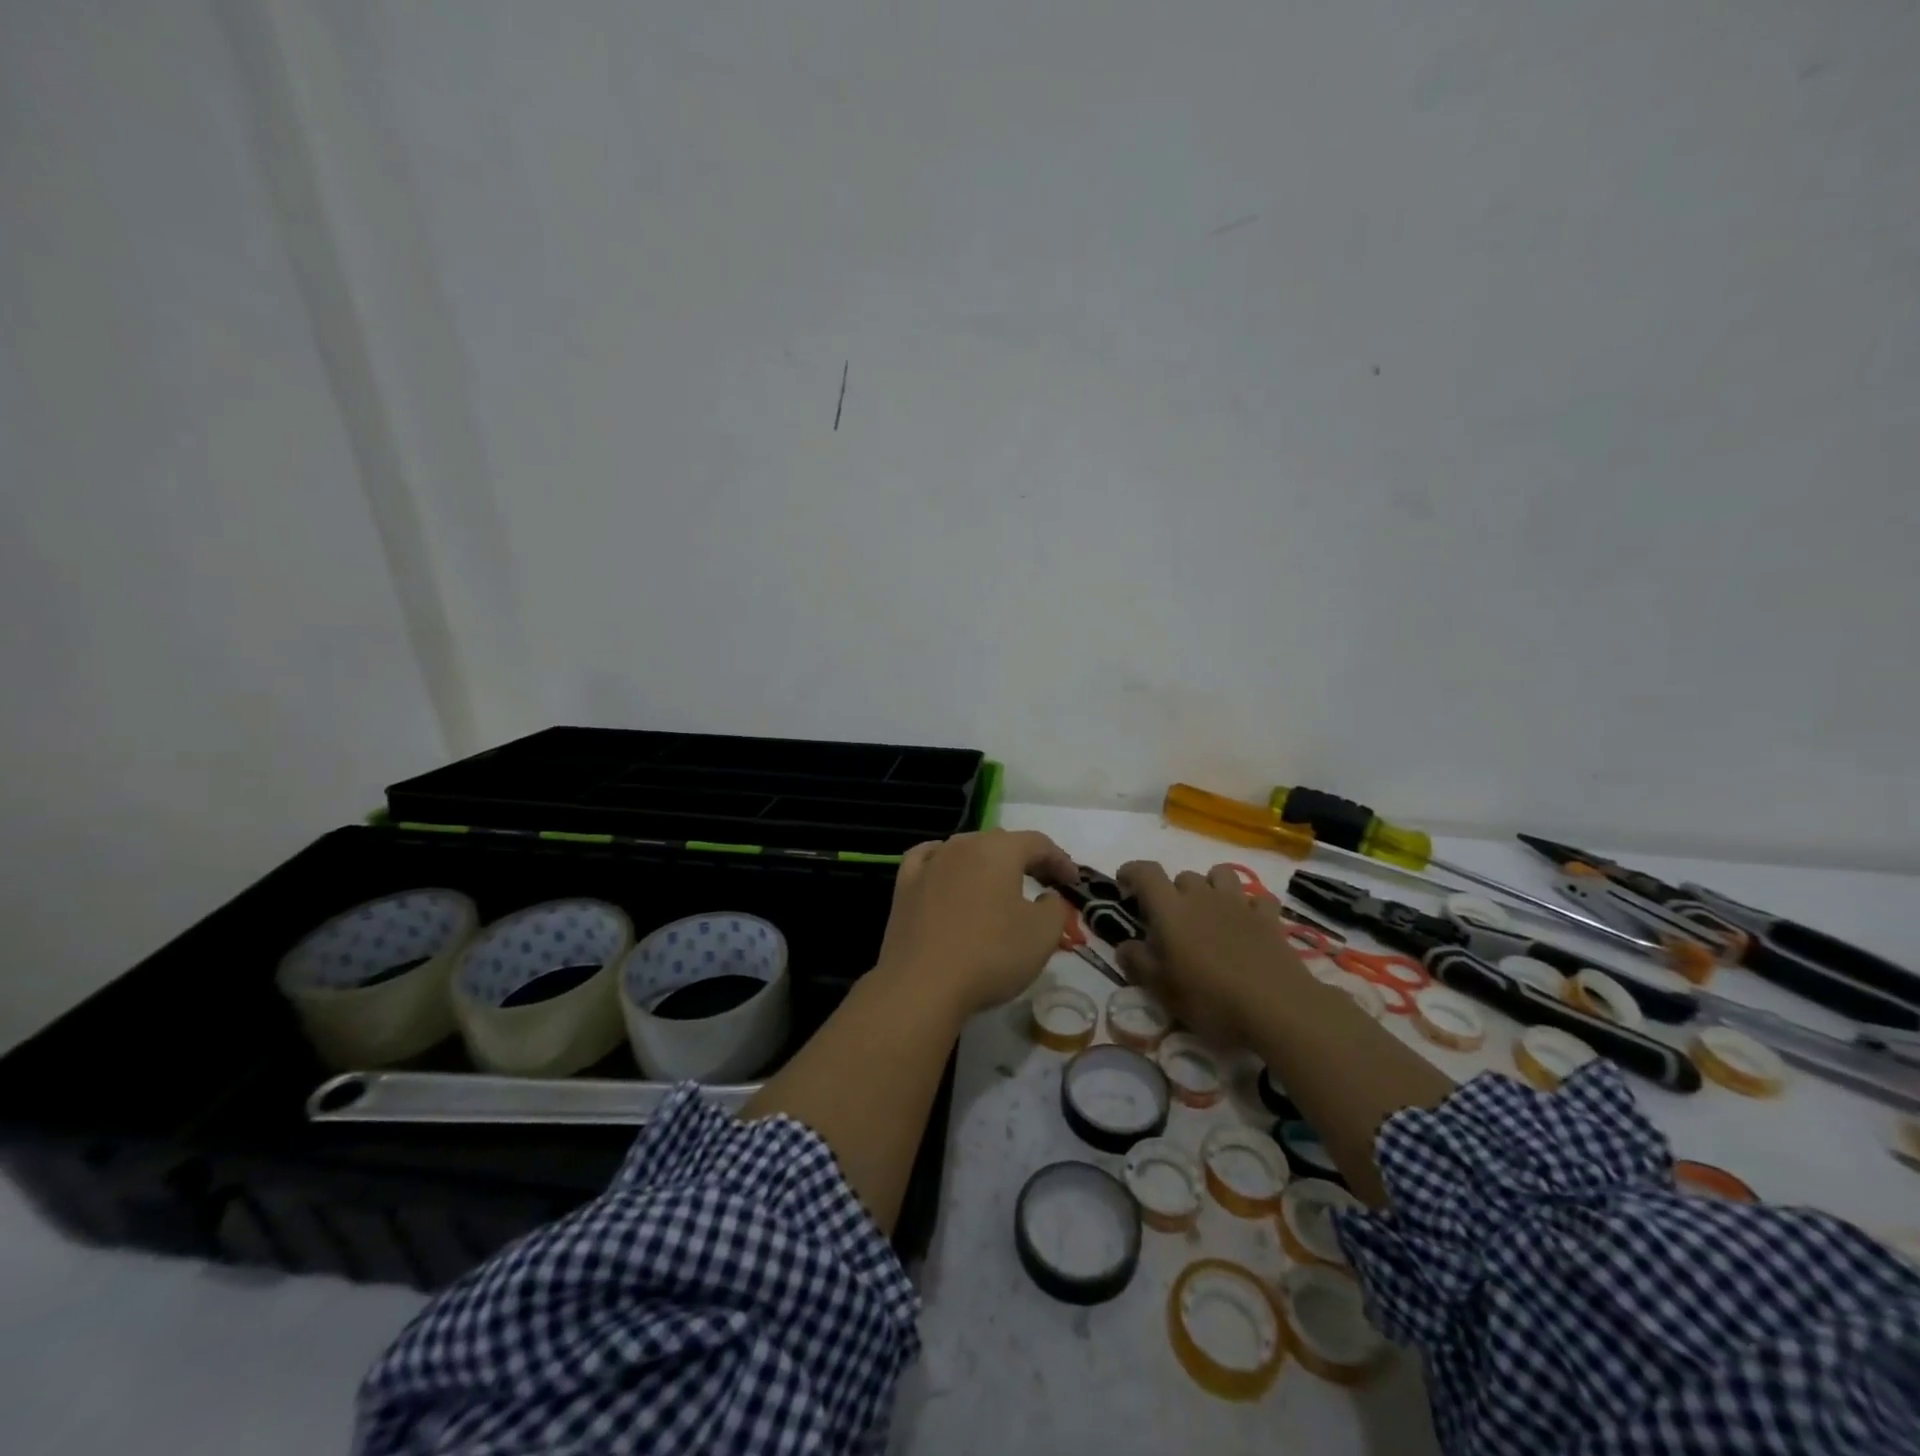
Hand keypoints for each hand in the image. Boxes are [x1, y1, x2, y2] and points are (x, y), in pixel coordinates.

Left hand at [873, 829, 1079, 1017]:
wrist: (922, 985)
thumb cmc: (990, 955)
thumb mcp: (1042, 936)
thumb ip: (1055, 909)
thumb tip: (1048, 898)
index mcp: (999, 850)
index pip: (1038, 844)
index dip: (1060, 860)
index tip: (1073, 882)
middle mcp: (963, 845)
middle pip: (1001, 842)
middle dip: (1025, 859)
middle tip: (1043, 882)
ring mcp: (930, 863)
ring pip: (965, 849)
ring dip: (987, 862)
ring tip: (999, 883)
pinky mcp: (905, 885)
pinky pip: (928, 859)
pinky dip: (944, 862)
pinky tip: (946, 870)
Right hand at [1114, 861, 1316, 1044]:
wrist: (1277, 1008)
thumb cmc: (1210, 999)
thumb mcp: (1163, 990)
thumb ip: (1139, 963)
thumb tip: (1124, 946)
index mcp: (1171, 911)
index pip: (1146, 873)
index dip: (1132, 871)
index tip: (1124, 882)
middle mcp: (1202, 897)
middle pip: (1183, 876)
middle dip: (1173, 891)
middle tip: (1172, 920)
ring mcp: (1239, 904)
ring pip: (1221, 874)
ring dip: (1211, 886)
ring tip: (1209, 911)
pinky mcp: (1269, 917)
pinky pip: (1257, 897)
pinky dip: (1249, 904)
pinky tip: (1247, 922)